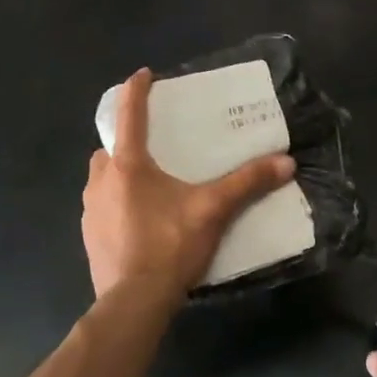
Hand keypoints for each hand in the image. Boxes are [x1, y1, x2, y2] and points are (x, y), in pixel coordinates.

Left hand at [82, 69, 296, 299]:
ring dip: (119, 173)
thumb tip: (286, 162)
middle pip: (110, 147)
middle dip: (126, 140)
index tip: (143, 75)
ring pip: (103, 178)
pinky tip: (139, 220)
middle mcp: (101, 181)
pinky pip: (101, 206)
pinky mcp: (89, 236)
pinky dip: (116, 202)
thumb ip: (247, 183)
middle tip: (153, 145)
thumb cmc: (169, 246)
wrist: (134, 302)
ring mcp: (90, 210)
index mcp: (127, 165)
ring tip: (149, 184)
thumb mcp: (213, 210)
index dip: (136, 90)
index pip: (128, 114)